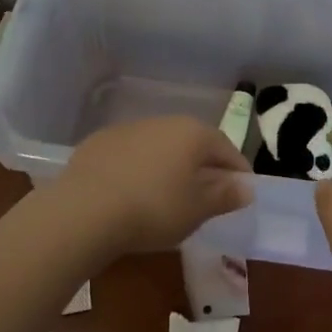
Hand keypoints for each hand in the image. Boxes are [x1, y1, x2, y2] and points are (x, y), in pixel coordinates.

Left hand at [56, 116, 253, 256]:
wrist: (85, 210)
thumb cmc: (154, 209)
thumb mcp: (197, 210)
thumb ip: (225, 195)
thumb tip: (246, 187)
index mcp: (194, 133)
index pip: (227, 148)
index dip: (237, 172)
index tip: (241, 193)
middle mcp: (164, 121)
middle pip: (193, 143)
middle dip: (203, 167)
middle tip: (206, 197)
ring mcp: (129, 128)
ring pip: (161, 146)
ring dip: (169, 166)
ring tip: (167, 197)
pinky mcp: (100, 142)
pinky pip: (131, 154)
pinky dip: (139, 169)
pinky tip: (132, 193)